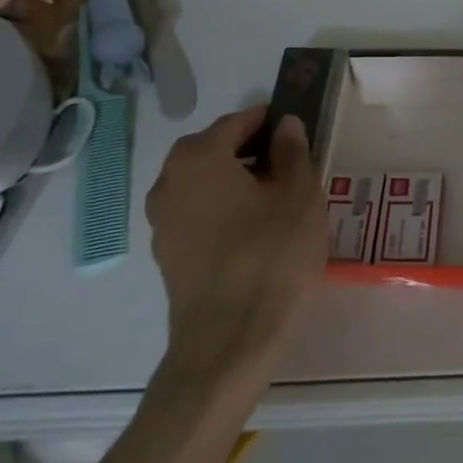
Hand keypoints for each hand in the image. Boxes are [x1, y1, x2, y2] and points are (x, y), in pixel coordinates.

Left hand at [143, 105, 327, 382]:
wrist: (229, 339)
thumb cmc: (271, 256)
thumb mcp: (299, 196)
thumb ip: (293, 152)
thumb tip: (285, 125)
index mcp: (200, 157)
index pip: (237, 123)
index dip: (269, 123)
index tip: (296, 131)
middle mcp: (170, 181)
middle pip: (214, 151)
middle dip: (251, 151)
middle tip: (290, 166)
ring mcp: (162, 220)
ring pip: (204, 184)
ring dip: (236, 182)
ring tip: (276, 201)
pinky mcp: (167, 254)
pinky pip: (198, 214)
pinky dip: (223, 210)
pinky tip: (254, 231)